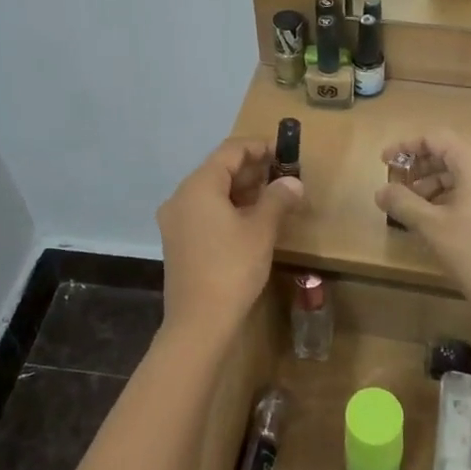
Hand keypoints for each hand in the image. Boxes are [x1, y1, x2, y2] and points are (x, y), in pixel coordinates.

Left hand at [157, 137, 303, 333]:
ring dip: (242, 189)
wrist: (199, 323)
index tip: (285, 150)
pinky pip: (205, 211)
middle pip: (219, 169)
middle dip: (252, 168)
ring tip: (274, 194)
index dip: (258, 146)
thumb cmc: (232, 268)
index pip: (230, 151)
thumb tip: (293, 183)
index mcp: (198, 186)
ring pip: (212, 192)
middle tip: (284, 173)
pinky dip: (229, 207)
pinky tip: (252, 218)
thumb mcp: (261, 231)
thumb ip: (278, 199)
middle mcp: (181, 197)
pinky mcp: (179, 241)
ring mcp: (176, 220)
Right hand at [375, 130, 470, 325]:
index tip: (385, 162)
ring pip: (467, 169)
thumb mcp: (432, 227)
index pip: (437, 138)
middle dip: (422, 163)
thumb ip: (403, 202)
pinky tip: (438, 214)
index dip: (407, 146)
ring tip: (413, 202)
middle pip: (453, 150)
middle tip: (398, 180)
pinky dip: (456, 191)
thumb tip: (381, 191)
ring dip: (438, 179)